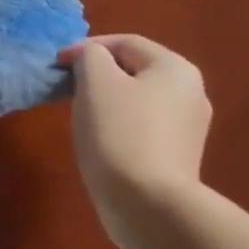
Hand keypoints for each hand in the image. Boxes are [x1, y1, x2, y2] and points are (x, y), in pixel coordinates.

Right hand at [58, 35, 210, 246]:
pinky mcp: (179, 157)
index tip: (57, 65)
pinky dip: (120, 126)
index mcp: (175, 68)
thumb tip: (91, 59)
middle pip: (134, 70)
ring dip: (108, 101)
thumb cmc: (119, 133)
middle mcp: (191, 93)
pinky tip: (102, 142)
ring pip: (138, 100)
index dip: (86, 48)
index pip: (125, 43)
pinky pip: (143, 128)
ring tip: (81, 115)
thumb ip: (90, 56)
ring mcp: (188, 129)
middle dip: (98, 75)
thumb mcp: (95, 82)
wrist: (148, 205)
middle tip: (67, 88)